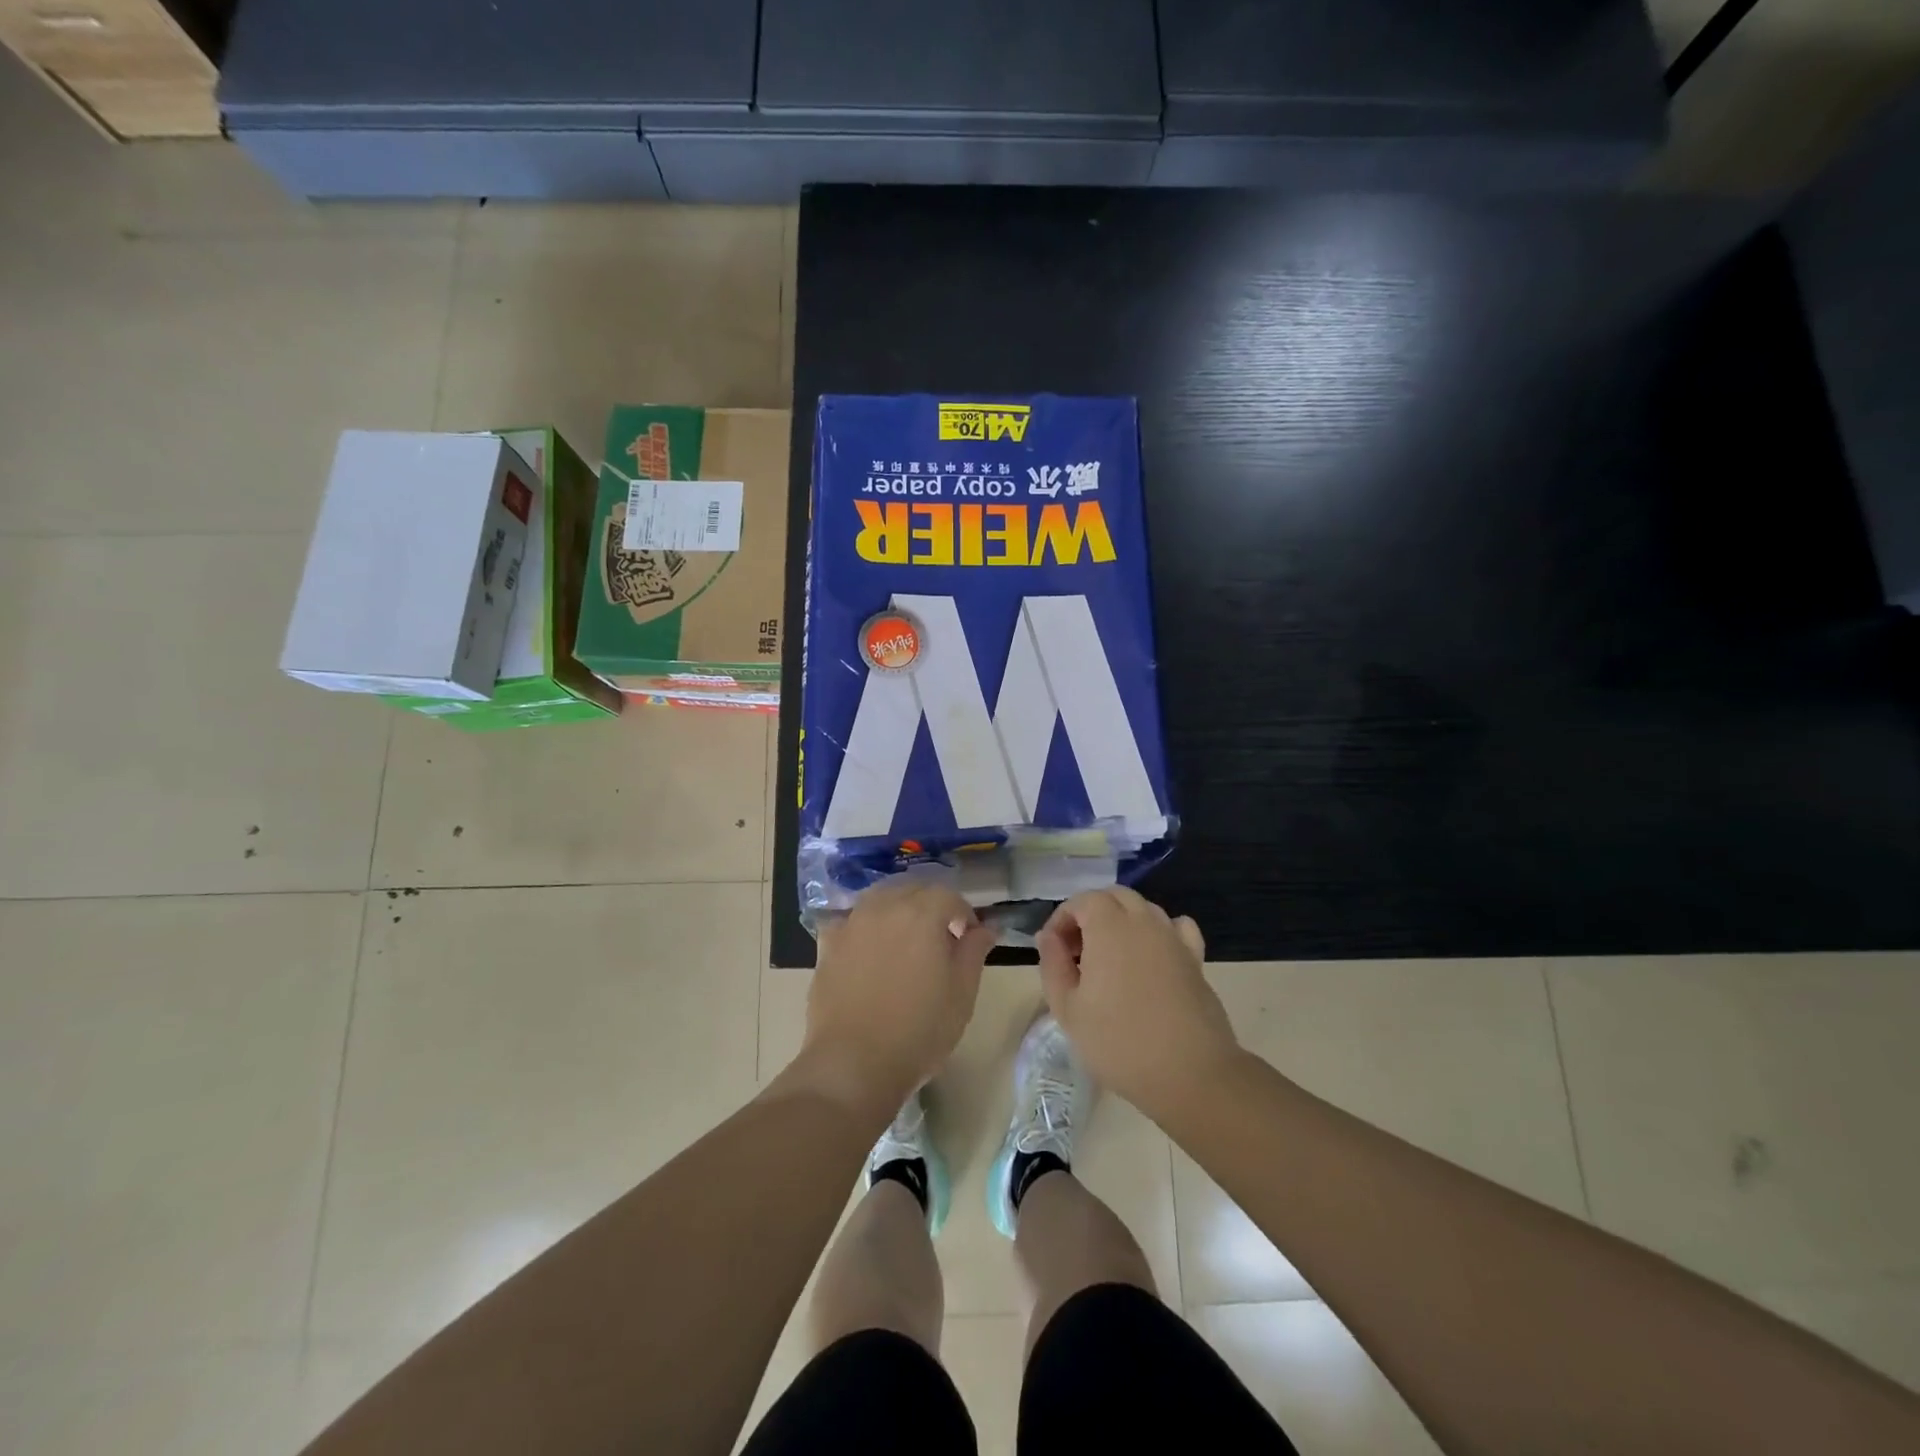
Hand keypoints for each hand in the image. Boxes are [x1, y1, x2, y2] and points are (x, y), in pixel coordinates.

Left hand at [803, 878, 996, 1117]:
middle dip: (931, 906)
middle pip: (913, 890)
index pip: (950, 896)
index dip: (964, 914)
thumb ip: (973, 952)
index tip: (969, 939)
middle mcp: (885, 907)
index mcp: (922, 913)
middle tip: (941, 939)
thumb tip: (983, 928)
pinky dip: (865, 926)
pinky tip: (868, 949)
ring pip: (880, 899)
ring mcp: (852, 923)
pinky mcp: (828, 944)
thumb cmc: (918, 1030)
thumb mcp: (962, 994)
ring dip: (898, 909)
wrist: (853, 1063)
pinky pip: (851, 921)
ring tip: (906, 941)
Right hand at [1036, 888, 1240, 1121]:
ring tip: (1110, 958)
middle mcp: (1143, 921)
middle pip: (1114, 896)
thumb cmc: (1119, 1042)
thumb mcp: (1068, 1009)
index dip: (1062, 919)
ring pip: (1144, 909)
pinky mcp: (1196, 958)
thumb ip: (1053, 964)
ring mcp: (1173, 938)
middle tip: (1077, 951)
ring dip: (1122, 921)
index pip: (1082, 900)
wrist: (1189, 1073)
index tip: (1053, 950)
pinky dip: (1159, 932)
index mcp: (1109, 927)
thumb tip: (1048, 936)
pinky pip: (1176, 927)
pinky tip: (1152, 957)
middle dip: (1091, 914)